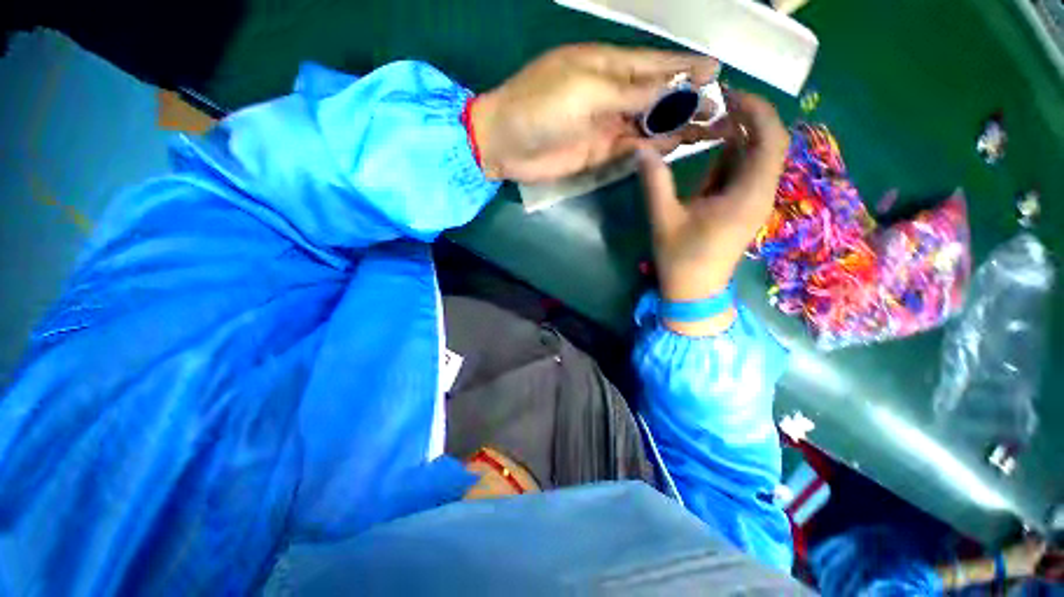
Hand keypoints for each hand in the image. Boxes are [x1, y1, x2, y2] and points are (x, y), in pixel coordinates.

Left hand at [471, 44, 718, 182]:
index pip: (654, 64)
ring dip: (673, 126)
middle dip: (685, 100)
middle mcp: (611, 93)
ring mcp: (605, 125)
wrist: (507, 144)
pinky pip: (630, 147)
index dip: (685, 67)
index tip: (717, 72)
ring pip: (647, 124)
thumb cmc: (541, 106)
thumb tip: (673, 89)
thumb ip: (631, 91)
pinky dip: (650, 147)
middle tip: (719, 109)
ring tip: (705, 130)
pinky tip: (671, 147)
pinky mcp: (598, 152)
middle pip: (656, 95)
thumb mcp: (588, 89)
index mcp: (607, 65)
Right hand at [636, 91, 788, 335]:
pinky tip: (713, 151)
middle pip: (768, 145)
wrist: (694, 292)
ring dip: (739, 137)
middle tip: (718, 105)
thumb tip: (642, 150)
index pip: (770, 140)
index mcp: (747, 194)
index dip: (756, 111)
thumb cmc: (681, 259)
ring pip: (757, 158)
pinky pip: (745, 174)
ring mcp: (753, 202)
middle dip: (748, 119)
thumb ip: (655, 182)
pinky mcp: (743, 209)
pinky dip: (732, 158)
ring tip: (712, 122)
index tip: (730, 95)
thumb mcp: (664, 219)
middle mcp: (759, 194)